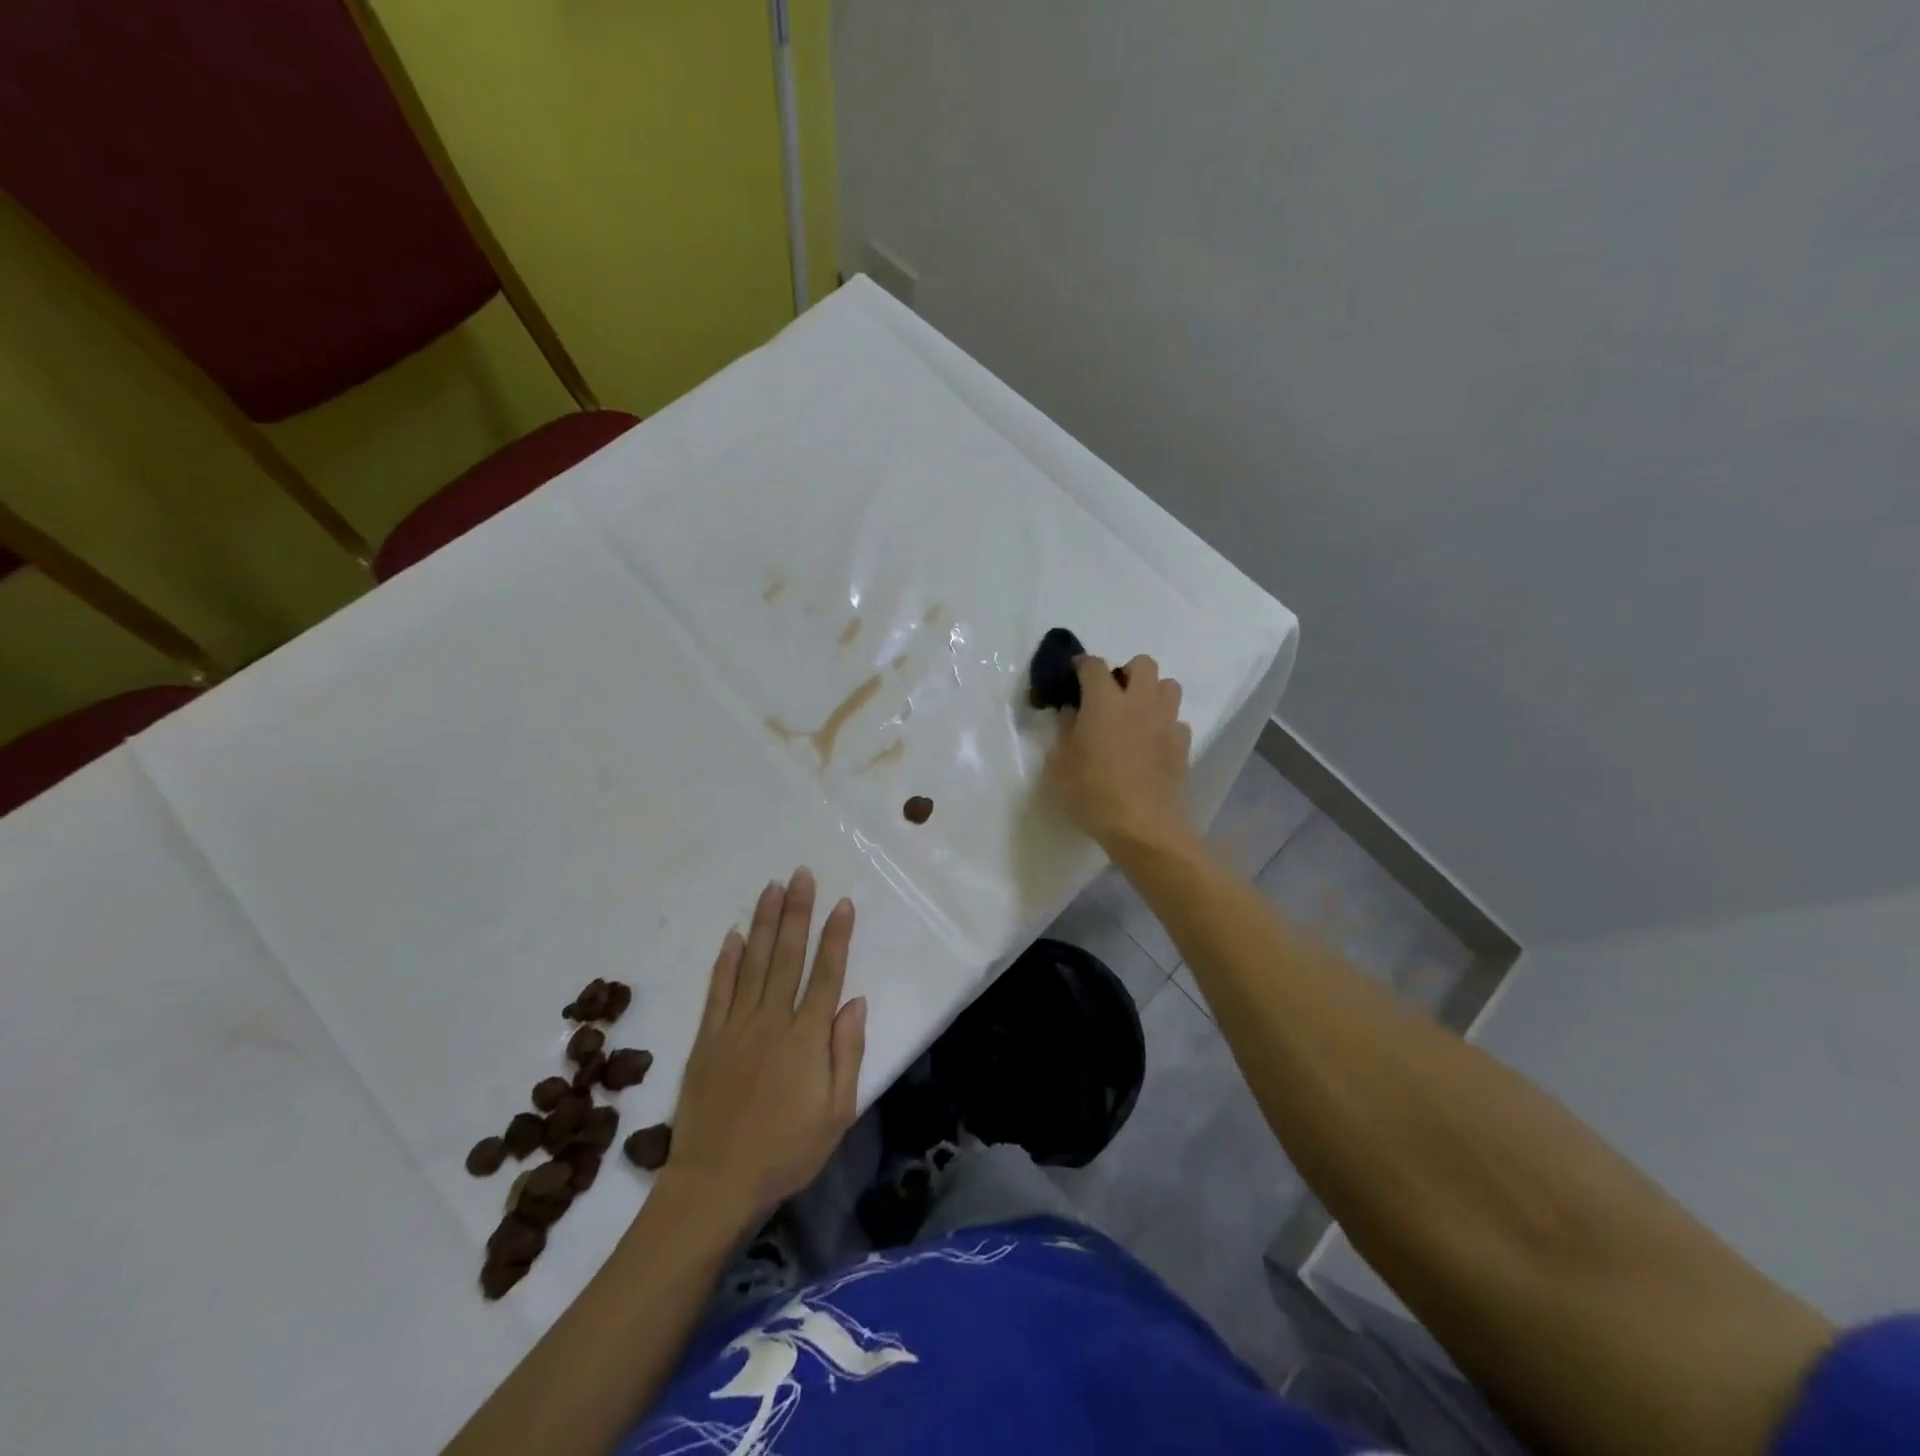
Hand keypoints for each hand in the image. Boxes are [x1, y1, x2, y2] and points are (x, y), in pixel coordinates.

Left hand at [667, 869, 866, 1228]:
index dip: (835, 936)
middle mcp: (772, 1021)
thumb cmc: (786, 1151)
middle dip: (797, 912)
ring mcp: (736, 1027)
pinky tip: (733, 936)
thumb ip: (847, 1053)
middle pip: (788, 957)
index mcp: (807, 1038)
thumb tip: (855, 1001)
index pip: (826, 974)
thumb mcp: (837, 1113)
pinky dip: (726, 961)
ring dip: (764, 923)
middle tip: (802, 875)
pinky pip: (718, 991)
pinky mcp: (707, 1039)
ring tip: (772, 888)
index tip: (842, 903)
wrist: (715, 1183)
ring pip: (754, 963)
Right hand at [1045, 654, 1196, 854]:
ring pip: (1169, 686)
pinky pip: (1177, 721)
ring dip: (1152, 692)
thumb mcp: (1059, 767)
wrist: (1144, 828)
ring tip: (1136, 714)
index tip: (1074, 674)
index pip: (1094, 666)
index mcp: (1104, 703)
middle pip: (1143, 664)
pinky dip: (1165, 725)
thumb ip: (1063, 732)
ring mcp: (1166, 723)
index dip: (1082, 664)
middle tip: (1112, 695)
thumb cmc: (1093, 795)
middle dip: (1127, 671)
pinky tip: (1152, 744)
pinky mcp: (1183, 745)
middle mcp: (1139, 703)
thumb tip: (1071, 714)